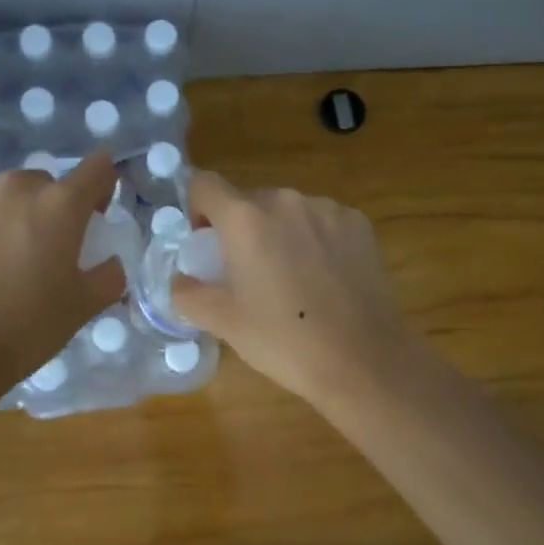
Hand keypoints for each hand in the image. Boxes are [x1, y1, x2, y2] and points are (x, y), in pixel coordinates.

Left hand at [0, 151, 126, 387]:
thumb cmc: (25, 327)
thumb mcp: (82, 308)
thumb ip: (108, 277)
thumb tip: (110, 264)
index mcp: (60, 204)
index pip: (97, 169)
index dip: (104, 184)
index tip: (98, 210)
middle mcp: (16, 187)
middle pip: (47, 183)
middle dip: (54, 208)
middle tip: (48, 249)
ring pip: (6, 196)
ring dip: (13, 215)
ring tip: (4, 259)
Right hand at [171, 172, 416, 408]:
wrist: (363, 360)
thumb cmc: (284, 340)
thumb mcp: (223, 323)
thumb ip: (188, 294)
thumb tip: (180, 280)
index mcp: (245, 218)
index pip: (204, 184)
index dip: (196, 208)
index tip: (205, 243)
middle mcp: (285, 200)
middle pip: (248, 200)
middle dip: (239, 228)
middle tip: (245, 273)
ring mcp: (327, 209)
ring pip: (287, 211)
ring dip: (278, 232)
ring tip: (290, 279)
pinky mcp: (359, 224)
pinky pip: (322, 221)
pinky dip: (313, 239)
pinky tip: (324, 279)